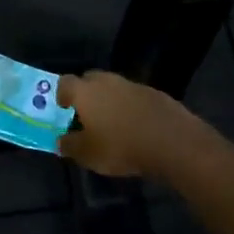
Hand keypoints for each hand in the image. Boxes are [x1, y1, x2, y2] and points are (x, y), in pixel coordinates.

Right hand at [55, 71, 210, 178]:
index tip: (63, 107)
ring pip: (114, 87)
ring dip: (110, 100)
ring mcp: (134, 85)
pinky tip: (136, 126)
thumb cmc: (121, 147)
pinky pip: (135, 97)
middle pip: (90, 79)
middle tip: (86, 113)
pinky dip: (131, 107)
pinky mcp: (156, 93)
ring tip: (112, 122)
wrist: (172, 142)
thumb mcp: (88, 154)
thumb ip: (70, 145)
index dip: (61, 93)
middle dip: (86, 93)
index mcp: (86, 91)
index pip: (65, 82)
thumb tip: (60, 140)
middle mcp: (108, 81)